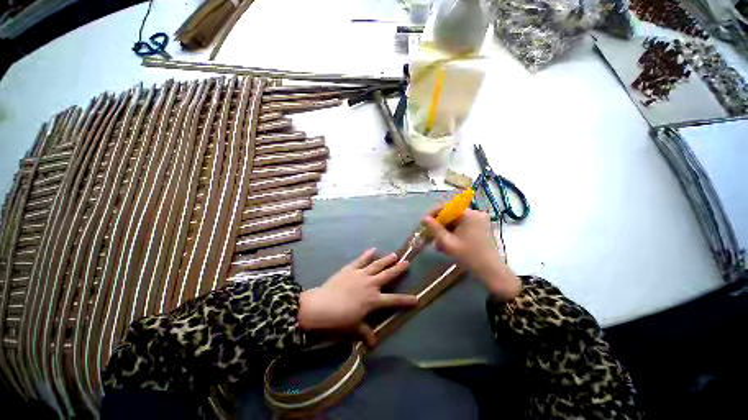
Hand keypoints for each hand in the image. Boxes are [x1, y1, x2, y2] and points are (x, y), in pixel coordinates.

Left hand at [298, 248, 416, 345]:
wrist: (322, 306)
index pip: (394, 300)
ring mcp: (361, 274)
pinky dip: (367, 254)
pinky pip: (361, 260)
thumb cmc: (340, 319)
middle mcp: (371, 284)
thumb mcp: (354, 327)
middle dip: (398, 269)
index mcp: (374, 300)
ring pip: (377, 265)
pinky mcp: (351, 268)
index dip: (406, 300)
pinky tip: (373, 249)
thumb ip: (365, 332)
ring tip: (394, 255)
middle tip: (407, 262)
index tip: (416, 298)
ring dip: (386, 260)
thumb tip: (373, 343)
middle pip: (388, 275)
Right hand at [422, 209, 520, 300]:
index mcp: (468, 214)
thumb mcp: (448, 243)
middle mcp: (474, 214)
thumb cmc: (469, 256)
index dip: (433, 214)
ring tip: (437, 244)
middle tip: (429, 236)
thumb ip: (435, 229)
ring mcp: (478, 221)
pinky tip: (447, 244)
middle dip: (439, 225)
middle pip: (450, 215)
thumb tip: (424, 218)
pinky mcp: (479, 228)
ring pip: (455, 222)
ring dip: (444, 231)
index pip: (446, 207)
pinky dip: (453, 233)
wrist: (491, 272)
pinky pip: (461, 226)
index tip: (424, 223)